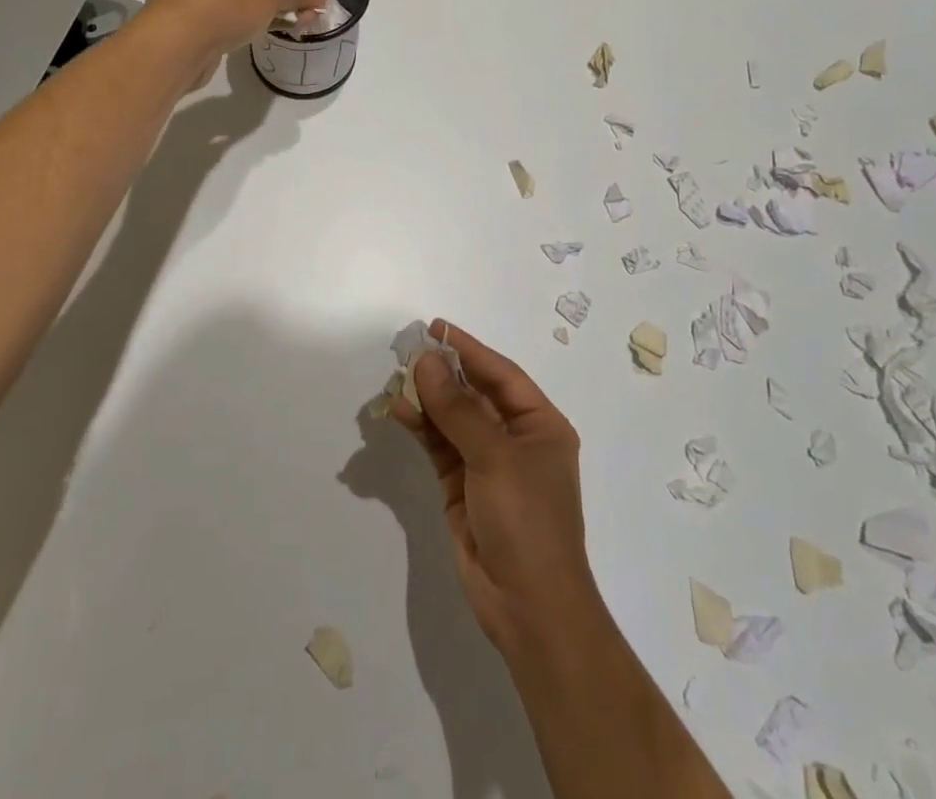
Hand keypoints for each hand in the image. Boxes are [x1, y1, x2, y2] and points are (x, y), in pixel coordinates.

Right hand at [391, 321, 606, 657]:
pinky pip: (439, 444)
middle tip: (406, 350)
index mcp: (540, 425)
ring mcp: (487, 463)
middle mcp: (515, 438)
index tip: (436, 328)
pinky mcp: (462, 485)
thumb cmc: (526, 521)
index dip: (469, 349)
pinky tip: (398, 411)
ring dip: (426, 399)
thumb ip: (457, 408)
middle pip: (474, 393)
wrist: (528, 608)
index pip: (501, 374)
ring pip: (452, 418)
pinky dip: (420, 427)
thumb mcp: (495, 458)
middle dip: (442, 372)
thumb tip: (426, 360)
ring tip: (395, 380)